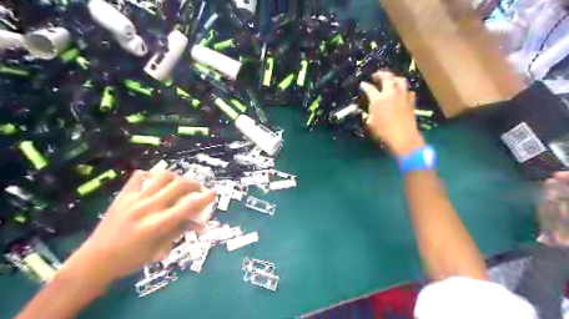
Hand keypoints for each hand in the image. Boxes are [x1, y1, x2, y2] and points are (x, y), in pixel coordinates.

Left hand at [60, 170, 215, 285]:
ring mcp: (134, 200)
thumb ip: (180, 230)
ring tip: (177, 185)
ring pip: (161, 176)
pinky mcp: (122, 196)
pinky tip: (154, 183)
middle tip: (197, 189)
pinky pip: (138, 177)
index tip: (214, 191)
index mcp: (158, 224)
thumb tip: (200, 224)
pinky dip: (150, 176)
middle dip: (193, 184)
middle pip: (178, 185)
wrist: (95, 260)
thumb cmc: (132, 259)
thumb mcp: (160, 248)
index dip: (205, 197)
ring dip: (174, 178)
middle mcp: (148, 208)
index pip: (188, 206)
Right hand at [360, 71, 420, 156]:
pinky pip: (408, 91)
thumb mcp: (370, 124)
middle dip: (381, 74)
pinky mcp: (411, 101)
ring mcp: (402, 96)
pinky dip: (404, 89)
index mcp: (378, 99)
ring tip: (391, 79)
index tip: (363, 84)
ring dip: (394, 78)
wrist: (403, 137)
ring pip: (400, 80)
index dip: (365, 86)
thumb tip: (367, 111)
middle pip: (387, 77)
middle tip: (377, 75)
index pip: (369, 88)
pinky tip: (402, 92)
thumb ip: (368, 115)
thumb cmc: (383, 132)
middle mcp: (390, 94)